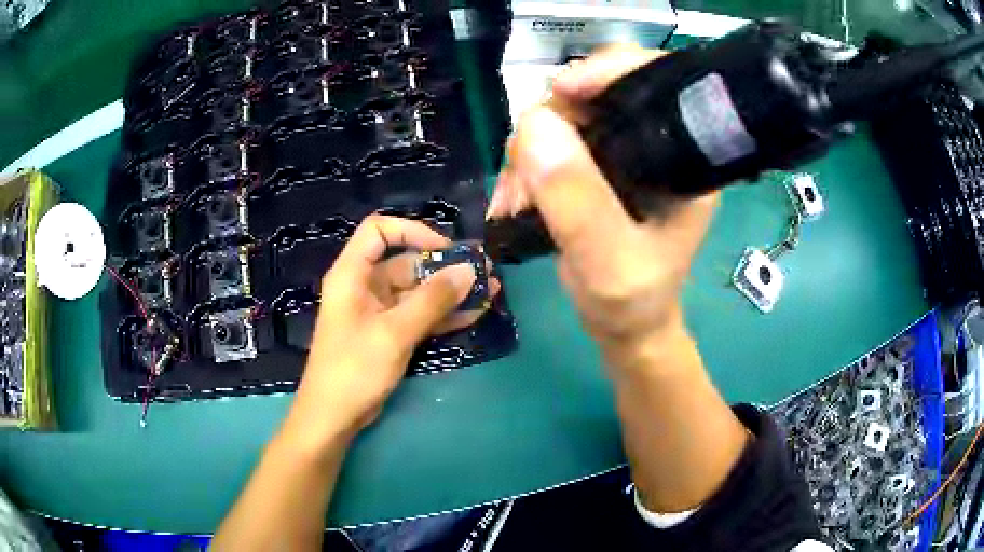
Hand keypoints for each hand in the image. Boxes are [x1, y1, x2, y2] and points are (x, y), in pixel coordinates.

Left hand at [285, 215, 499, 447]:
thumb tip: (468, 270)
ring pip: (417, 291)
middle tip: (484, 270)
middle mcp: (364, 286)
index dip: (412, 231)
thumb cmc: (354, 369)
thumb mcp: (394, 333)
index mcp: (352, 274)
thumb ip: (432, 301)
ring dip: (450, 292)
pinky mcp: (388, 334)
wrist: (333, 417)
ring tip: (490, 291)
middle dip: (445, 267)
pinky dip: (443, 315)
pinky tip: (474, 313)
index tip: (445, 249)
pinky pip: (418, 315)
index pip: (378, 230)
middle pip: (406, 262)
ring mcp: (377, 312)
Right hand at [487, 45, 717, 371]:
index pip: (653, 82)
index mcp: (683, 156)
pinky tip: (513, 200)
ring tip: (514, 201)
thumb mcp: (608, 262)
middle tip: (523, 176)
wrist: (623, 327)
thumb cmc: (631, 303)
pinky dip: (524, 165)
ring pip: (564, 116)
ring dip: (528, 151)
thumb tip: (535, 124)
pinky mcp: (596, 166)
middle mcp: (656, 144)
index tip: (560, 92)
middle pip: (598, 94)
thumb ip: (578, 199)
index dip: (608, 71)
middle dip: (550, 125)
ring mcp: (623, 152)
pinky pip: (550, 141)